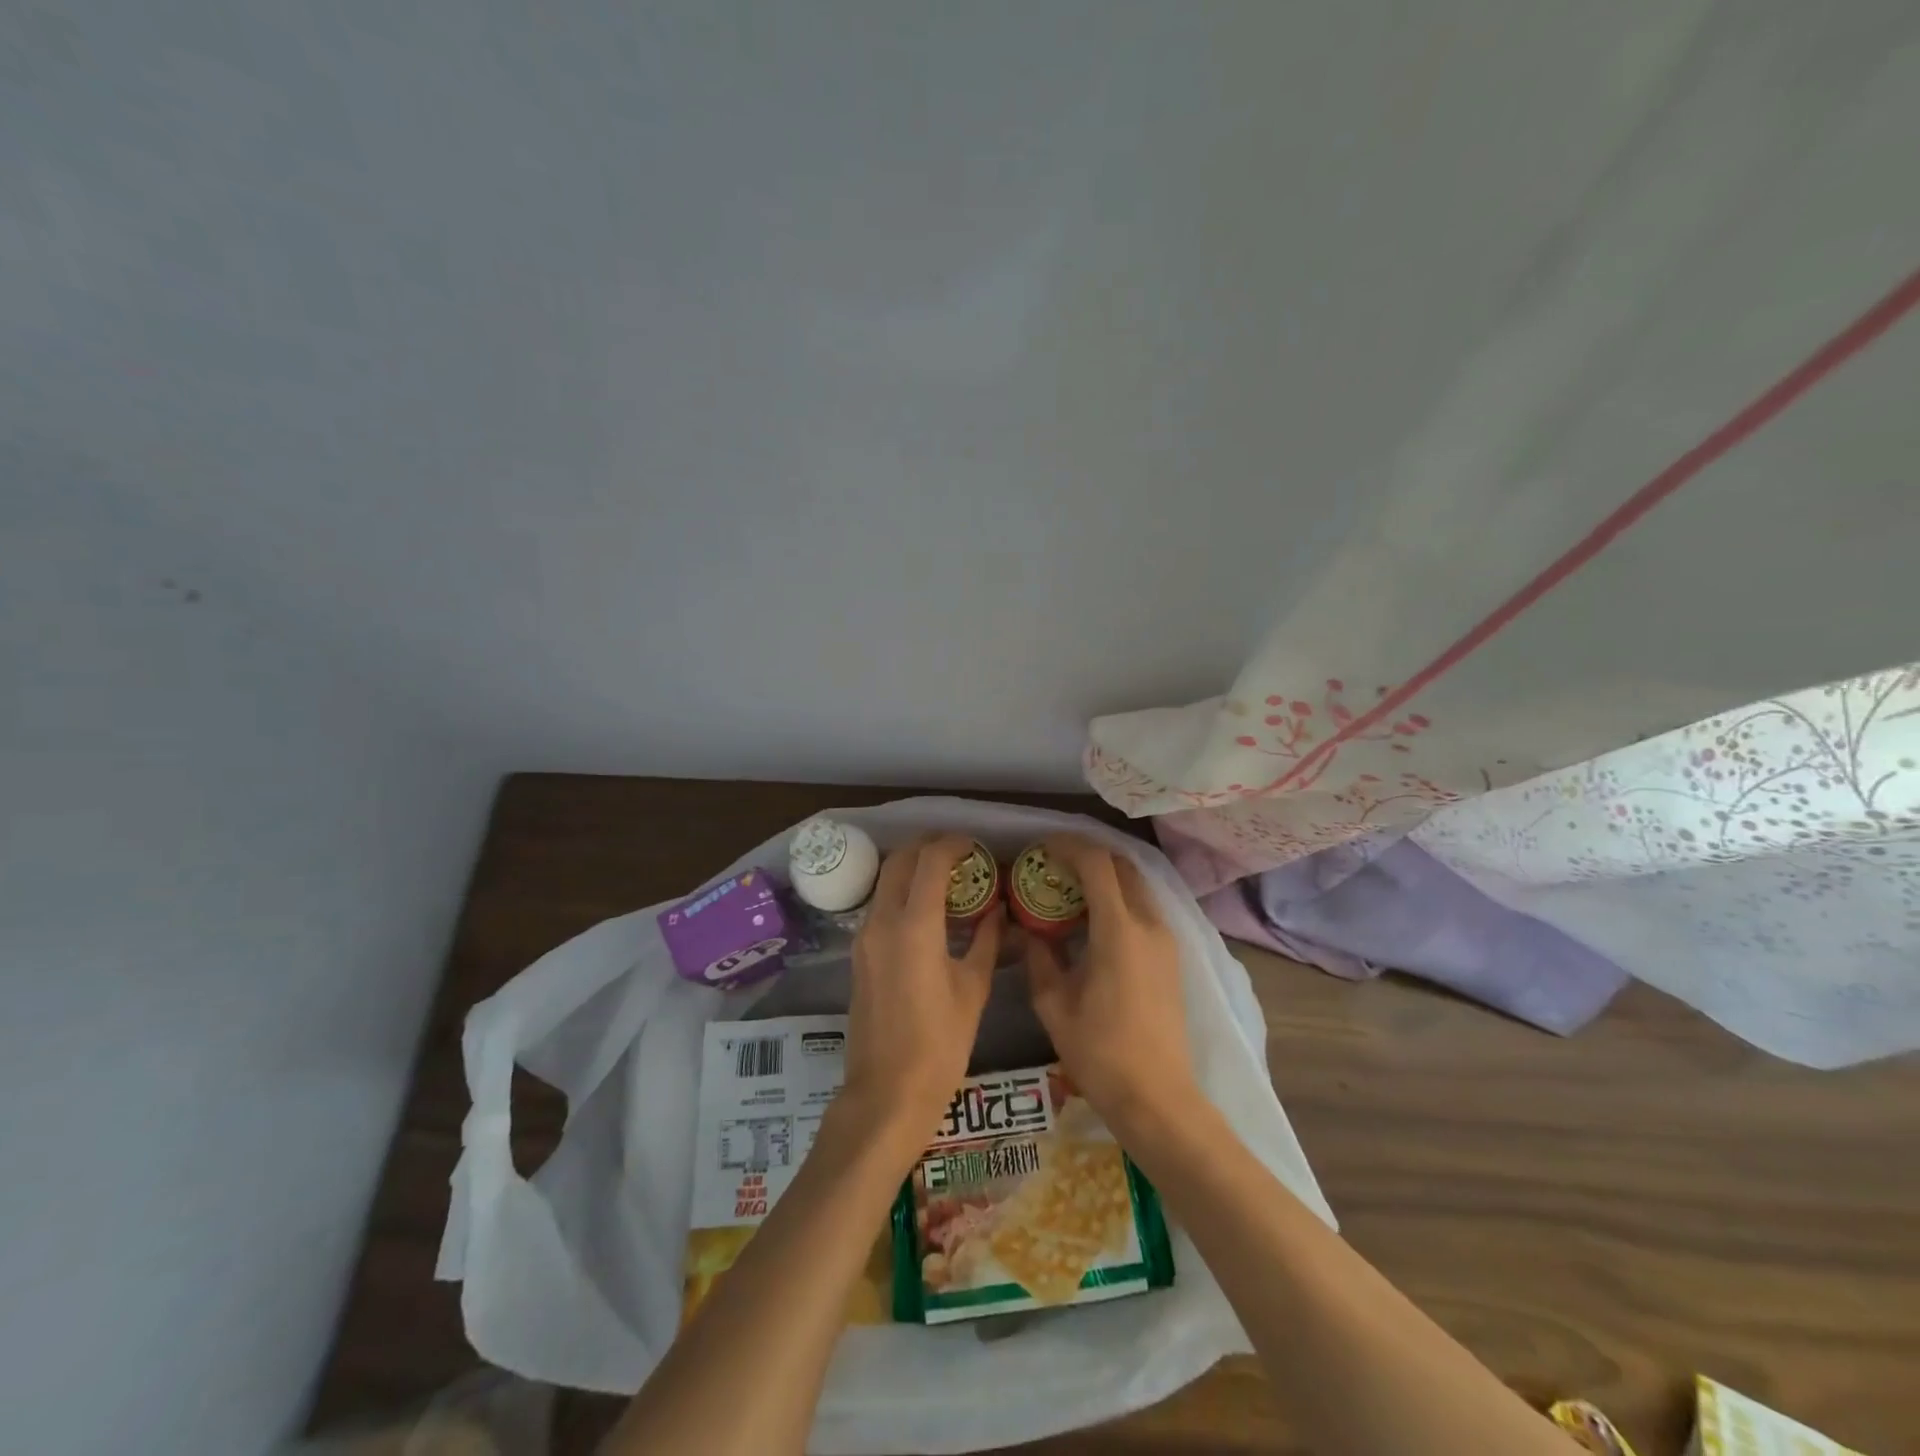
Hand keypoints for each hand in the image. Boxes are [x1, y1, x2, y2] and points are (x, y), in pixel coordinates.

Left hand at [837, 835, 1002, 1151]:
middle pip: (900, 860)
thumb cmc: (941, 1044)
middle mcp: (882, 921)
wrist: (887, 1092)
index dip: (954, 844)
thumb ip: (987, 940)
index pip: (930, 861)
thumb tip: (998, 910)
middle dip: (929, 847)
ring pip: (886, 880)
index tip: (976, 845)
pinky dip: (902, 892)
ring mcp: (864, 936)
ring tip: (947, 879)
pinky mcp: (859, 953)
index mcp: (914, 926)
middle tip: (961, 855)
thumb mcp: (974, 988)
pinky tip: (928, 910)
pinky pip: (880, 904)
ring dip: (913, 868)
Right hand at [1022, 836, 1200, 1136]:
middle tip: (1052, 864)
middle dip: (1086, 855)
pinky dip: (1118, 896)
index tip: (1040, 848)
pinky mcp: (1171, 955)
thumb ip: (1039, 957)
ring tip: (1069, 888)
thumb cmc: (1100, 1053)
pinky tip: (1092, 918)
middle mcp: (1149, 924)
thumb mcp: (1054, 1004)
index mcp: (1119, 931)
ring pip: (1136, 884)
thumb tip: (1026, 929)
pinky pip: (1144, 906)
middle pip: (1122, 865)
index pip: (1097, 864)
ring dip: (1104, 875)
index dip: (1068, 846)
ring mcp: (1167, 939)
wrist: (1158, 1098)